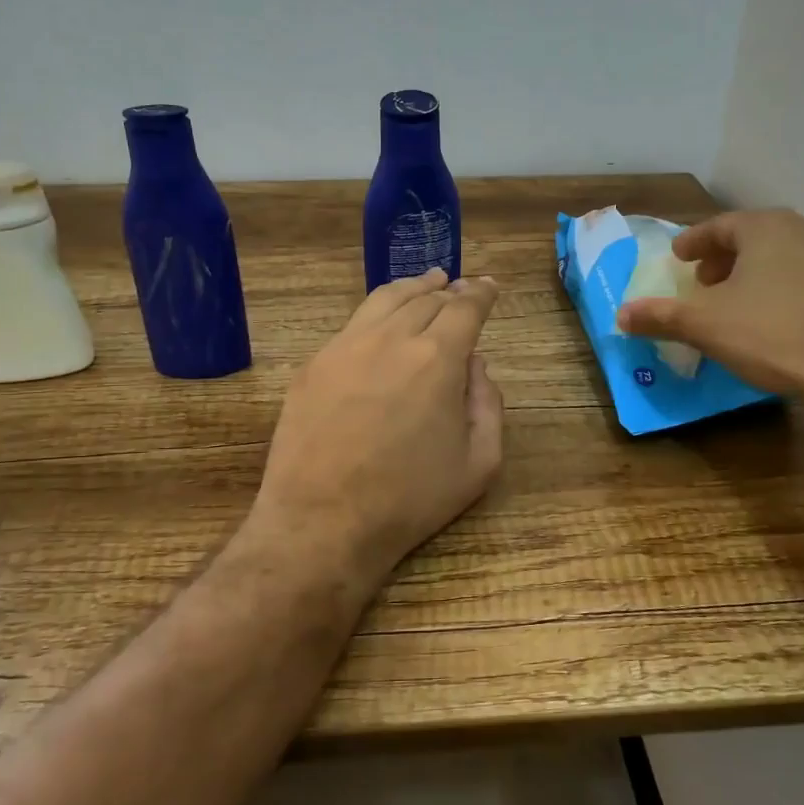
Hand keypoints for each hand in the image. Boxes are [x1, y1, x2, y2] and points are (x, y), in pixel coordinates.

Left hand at [251, 268, 504, 579]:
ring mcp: (346, 346)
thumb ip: (489, 404)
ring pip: (385, 300)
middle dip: (448, 289)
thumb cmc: (410, 499)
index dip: (480, 294)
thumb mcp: (478, 463)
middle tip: (459, 288)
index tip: (488, 287)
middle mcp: (391, 338)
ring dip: (411, 288)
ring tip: (424, 284)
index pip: (465, 308)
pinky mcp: (315, 364)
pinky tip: (381, 321)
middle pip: (425, 298)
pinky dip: (377, 312)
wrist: (323, 520)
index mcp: (437, 357)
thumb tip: (475, 364)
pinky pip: (353, 324)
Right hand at [615, 209, 803, 410]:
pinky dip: (786, 291)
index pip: (720, 225)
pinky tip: (779, 321)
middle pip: (755, 238)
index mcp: (766, 228)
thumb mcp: (706, 325)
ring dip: (757, 275)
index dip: (694, 242)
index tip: (678, 257)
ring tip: (739, 303)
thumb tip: (620, 315)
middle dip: (725, 258)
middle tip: (704, 281)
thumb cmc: (774, 333)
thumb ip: (661, 316)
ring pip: (786, 257)